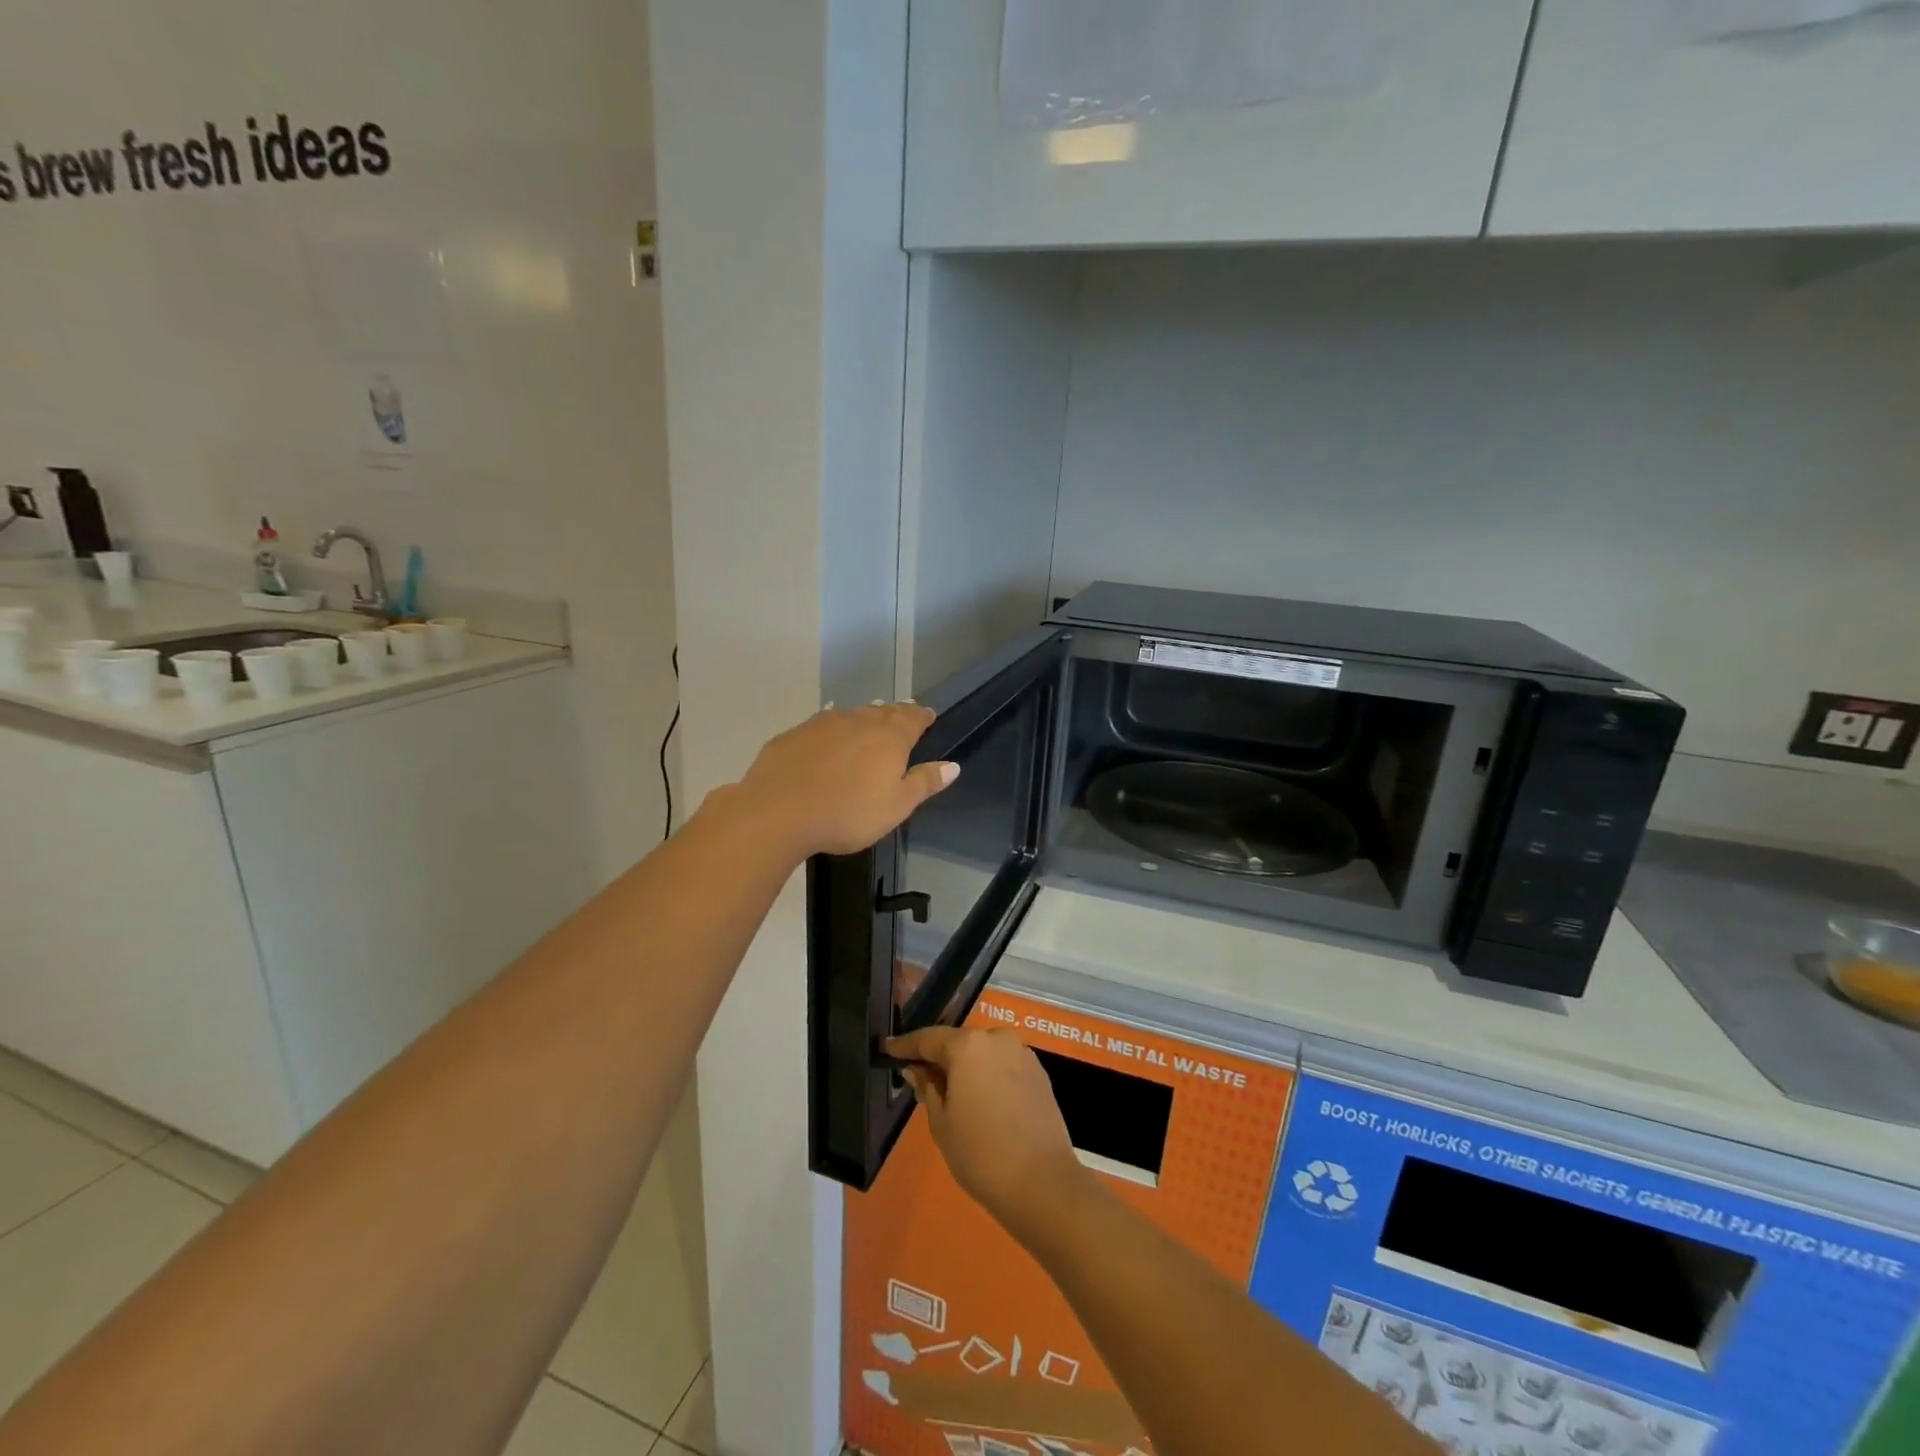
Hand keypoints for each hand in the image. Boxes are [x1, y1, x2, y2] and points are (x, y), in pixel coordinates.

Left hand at [735, 702, 957, 858]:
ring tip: (869, 719)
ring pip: (851, 715)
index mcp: (889, 738)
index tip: (928, 716)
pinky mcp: (793, 735)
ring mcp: (822, 724)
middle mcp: (858, 721)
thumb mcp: (896, 806)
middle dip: (895, 713)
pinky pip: (820, 724)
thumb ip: (924, 782)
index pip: (913, 718)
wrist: (778, 811)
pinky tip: (827, 734)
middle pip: (882, 711)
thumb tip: (952, 765)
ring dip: (863, 717)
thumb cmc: (848, 813)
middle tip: (902, 714)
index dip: (922, 716)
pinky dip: (831, 728)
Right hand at [884, 1026, 1092, 1244]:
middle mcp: (996, 1038)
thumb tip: (918, 1070)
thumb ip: (928, 1088)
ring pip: (984, 1053)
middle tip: (921, 1078)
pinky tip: (983, 1101)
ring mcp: (1022, 1053)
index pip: (928, 1039)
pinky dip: (989, 1076)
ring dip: (967, 1067)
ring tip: (953, 1094)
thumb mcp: (941, 1122)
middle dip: (940, 1058)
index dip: (905, 1046)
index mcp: (967, 1045)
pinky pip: (1004, 1066)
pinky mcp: (1039, 1073)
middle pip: (959, 1042)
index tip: (888, 1048)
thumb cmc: (980, 1153)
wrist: (1042, 1182)